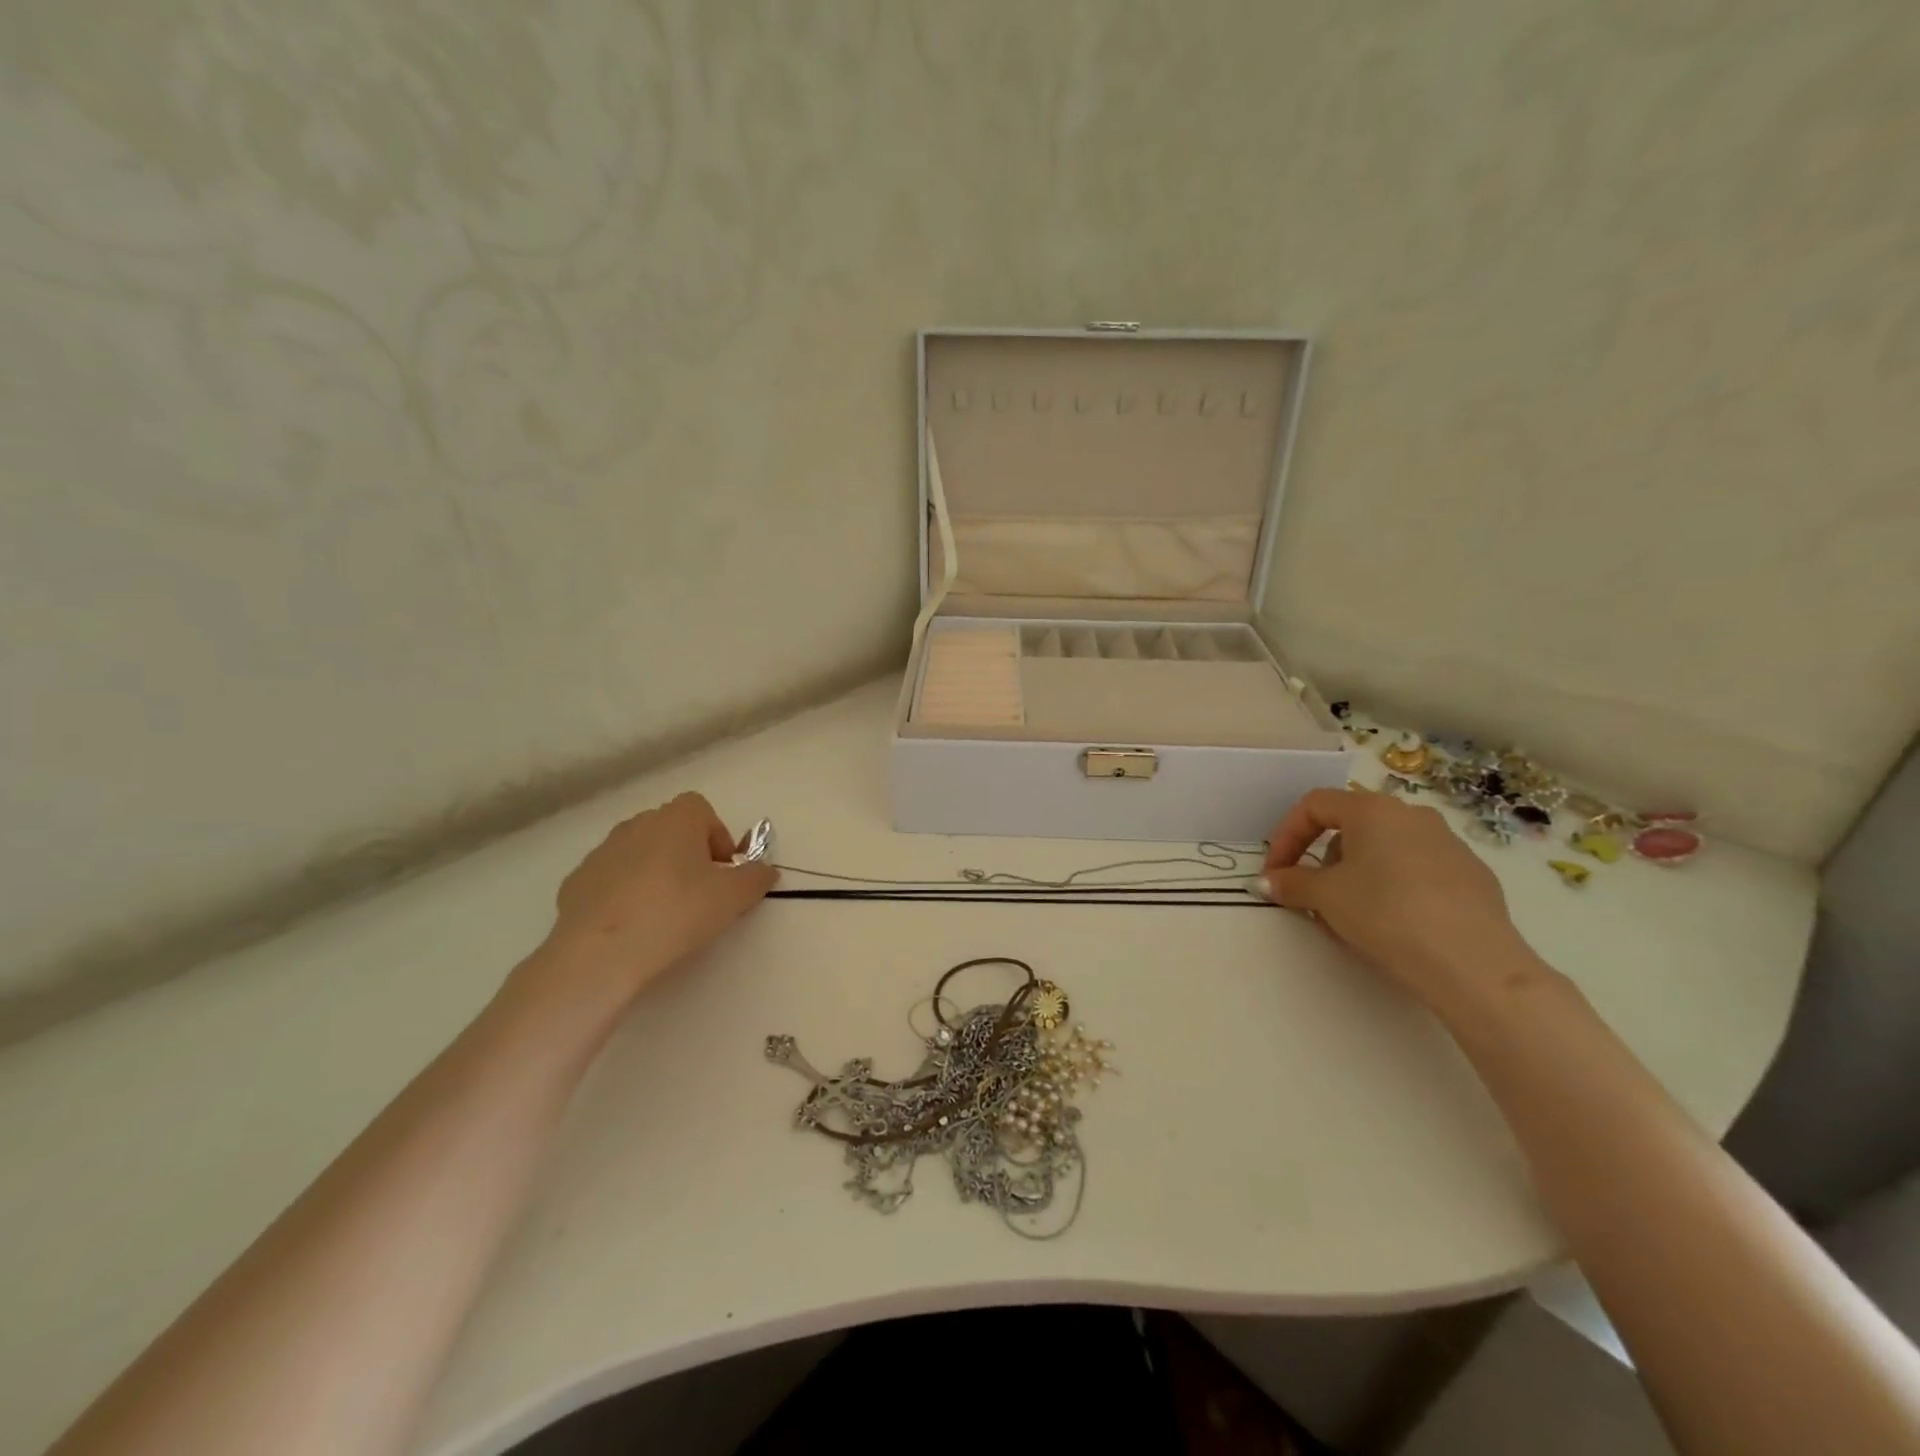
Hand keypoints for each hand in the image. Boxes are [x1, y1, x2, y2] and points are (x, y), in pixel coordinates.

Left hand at [537, 792, 777, 1002]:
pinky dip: (623, 894)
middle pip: (670, 830)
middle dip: (687, 855)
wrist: (600, 952)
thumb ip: (755, 879)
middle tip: (699, 893)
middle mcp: (637, 825)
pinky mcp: (576, 882)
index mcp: (676, 819)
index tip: (723, 871)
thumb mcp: (733, 898)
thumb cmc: (676, 912)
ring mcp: (601, 852)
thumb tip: (766, 871)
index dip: (716, 836)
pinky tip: (631, 927)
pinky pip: (611, 880)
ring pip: (639, 854)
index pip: (701, 810)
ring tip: (663, 913)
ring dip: (654, 873)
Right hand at [1262, 788, 1529, 1016]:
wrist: (1473, 965)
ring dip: (1357, 876)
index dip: (1286, 836)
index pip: (1314, 805)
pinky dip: (1393, 889)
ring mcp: (1449, 844)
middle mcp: (1413, 815)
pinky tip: (1395, 925)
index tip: (1276, 872)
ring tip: (1351, 917)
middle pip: (1351, 827)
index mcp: (1373, 809)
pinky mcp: (1473, 877)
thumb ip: (1291, 883)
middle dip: (1323, 860)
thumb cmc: (1386, 914)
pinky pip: (1417, 872)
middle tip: (1313, 898)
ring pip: (1385, 850)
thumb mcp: (1325, 897)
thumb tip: (1268, 881)